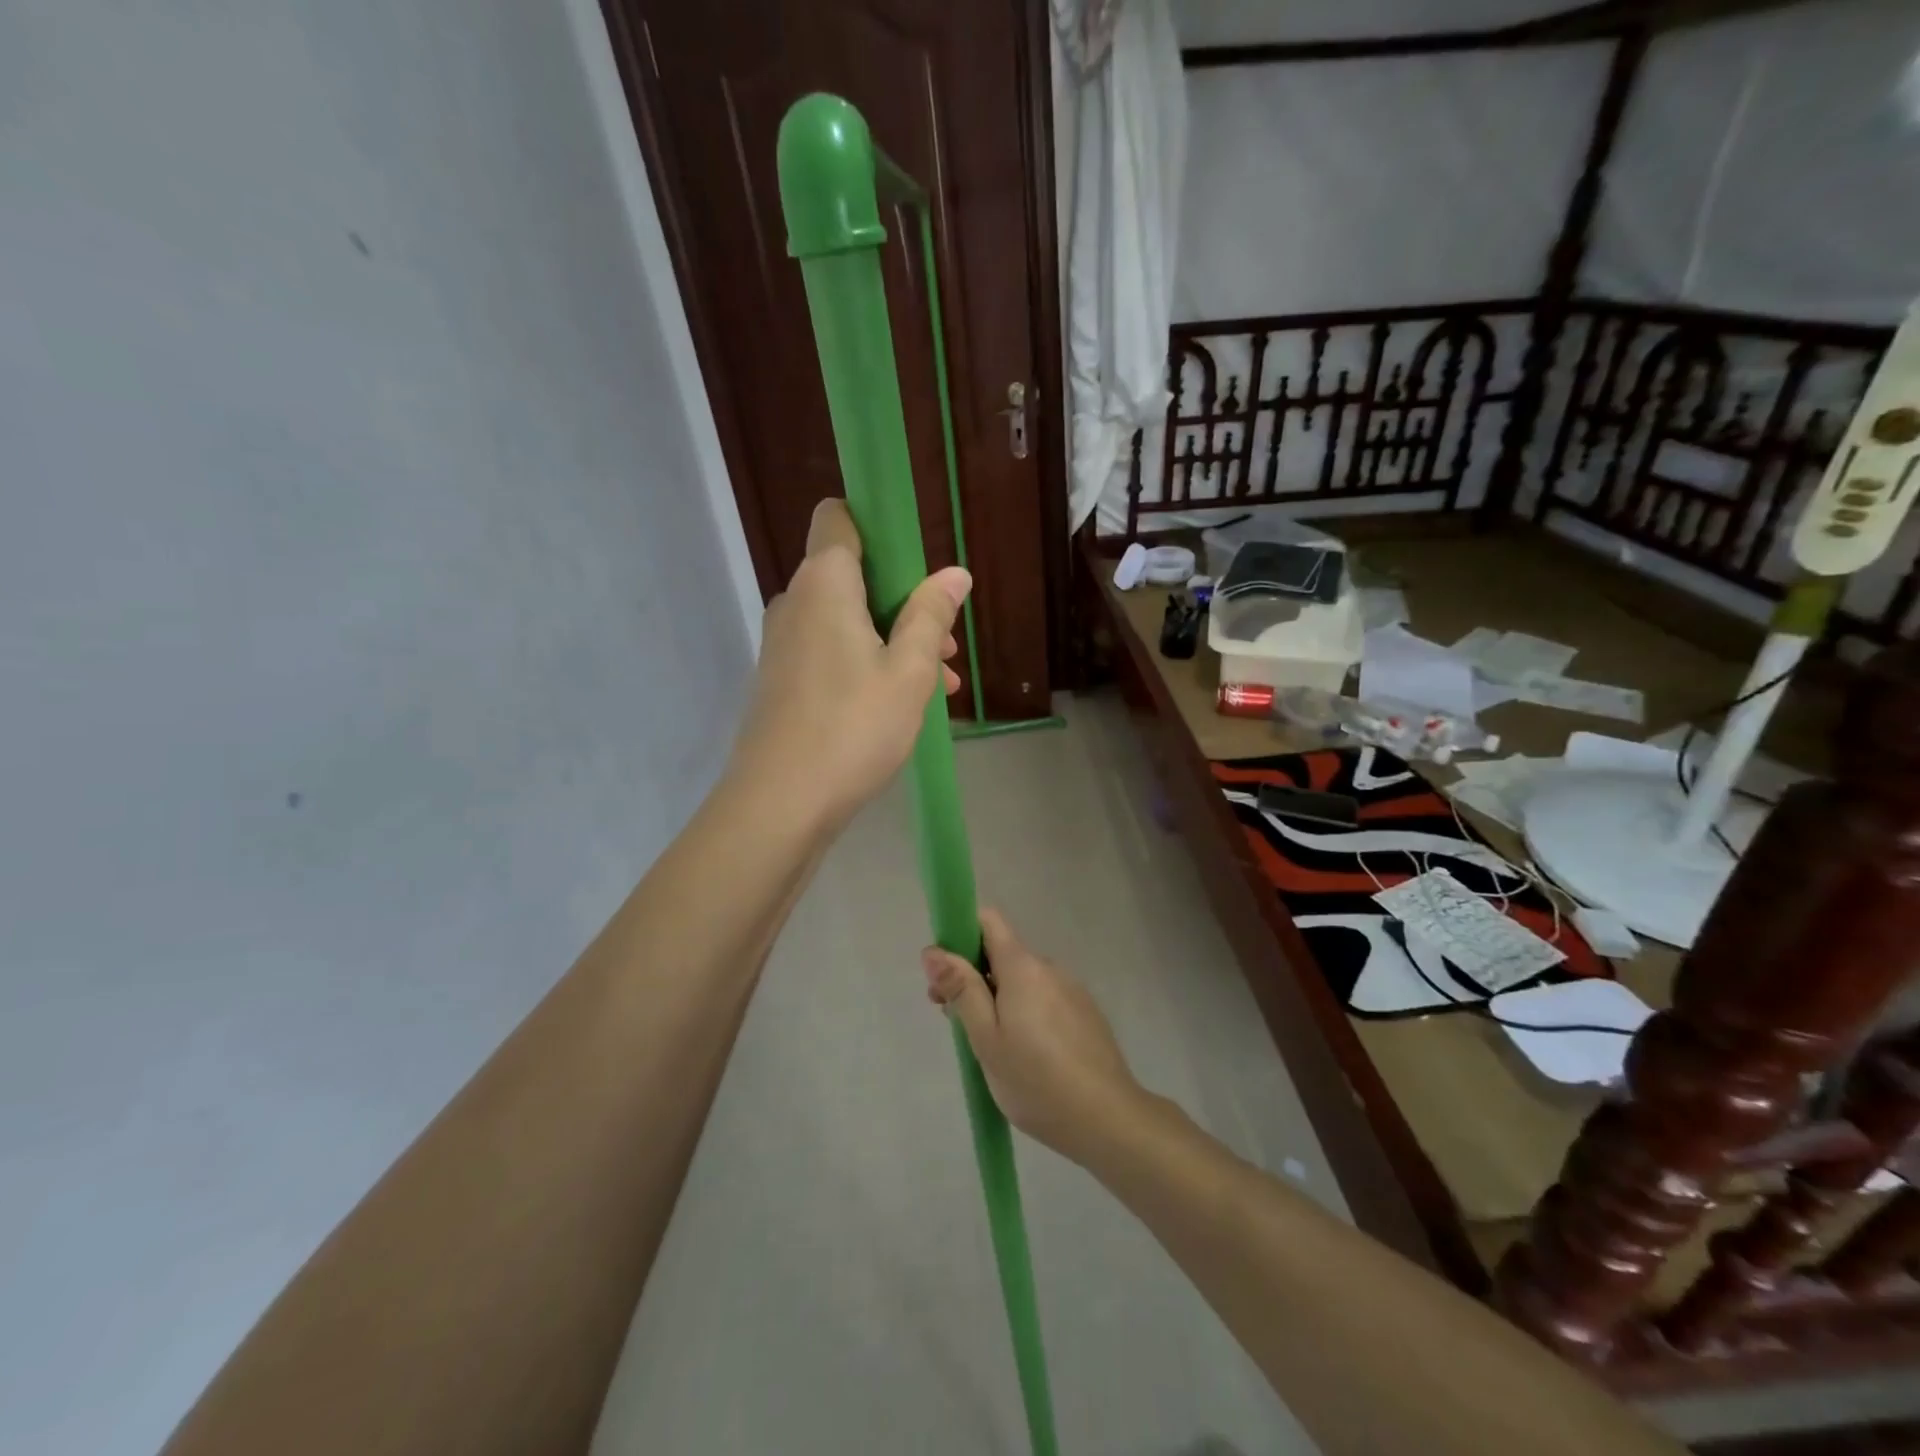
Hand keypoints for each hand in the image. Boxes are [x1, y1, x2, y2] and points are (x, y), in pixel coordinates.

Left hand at [731, 498, 970, 829]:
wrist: (779, 804)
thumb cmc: (853, 728)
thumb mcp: (909, 671)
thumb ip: (931, 616)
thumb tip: (954, 574)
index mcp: (824, 583)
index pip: (839, 517)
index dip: (878, 525)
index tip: (917, 562)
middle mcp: (796, 602)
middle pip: (852, 575)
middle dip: (903, 600)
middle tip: (945, 645)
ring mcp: (783, 644)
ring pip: (847, 621)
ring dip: (893, 640)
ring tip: (940, 684)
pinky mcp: (781, 680)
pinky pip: (830, 653)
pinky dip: (866, 664)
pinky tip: (902, 706)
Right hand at [921, 909, 1145, 1164]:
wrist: (1107, 1119)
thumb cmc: (1035, 1080)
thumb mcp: (986, 1038)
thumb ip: (961, 989)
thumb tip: (933, 950)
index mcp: (1023, 966)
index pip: (988, 920)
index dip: (960, 935)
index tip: (944, 973)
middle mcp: (1049, 967)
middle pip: (1002, 954)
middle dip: (973, 977)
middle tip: (956, 1022)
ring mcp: (1071, 990)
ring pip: (1023, 981)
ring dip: (999, 999)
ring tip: (990, 1049)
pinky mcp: (1085, 1013)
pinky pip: (1044, 999)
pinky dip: (1025, 1013)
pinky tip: (1025, 1056)